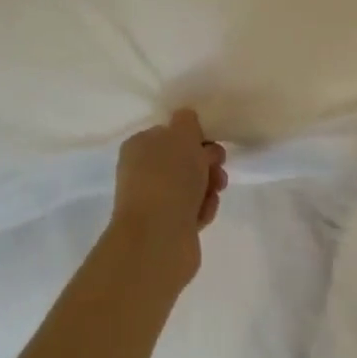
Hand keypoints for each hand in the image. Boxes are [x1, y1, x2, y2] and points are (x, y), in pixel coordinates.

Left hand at [108, 109, 228, 285]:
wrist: (158, 237)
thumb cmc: (169, 178)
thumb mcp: (181, 135)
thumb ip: (187, 122)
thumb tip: (186, 120)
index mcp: (139, 146)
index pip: (171, 134)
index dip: (195, 136)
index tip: (211, 142)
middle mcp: (143, 172)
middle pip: (184, 160)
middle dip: (207, 162)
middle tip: (217, 167)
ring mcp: (155, 201)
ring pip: (193, 186)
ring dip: (209, 186)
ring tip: (214, 193)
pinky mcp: (168, 226)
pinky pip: (194, 209)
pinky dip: (203, 209)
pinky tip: (203, 214)